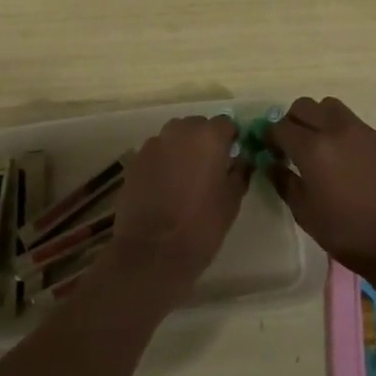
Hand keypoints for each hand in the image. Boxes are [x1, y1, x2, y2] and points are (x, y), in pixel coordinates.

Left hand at [109, 115, 249, 299]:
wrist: (152, 251)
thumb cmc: (201, 225)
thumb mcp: (232, 200)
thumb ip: (239, 172)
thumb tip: (240, 161)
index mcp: (208, 136)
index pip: (225, 124)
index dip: (230, 140)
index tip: (231, 159)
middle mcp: (180, 131)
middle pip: (197, 127)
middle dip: (204, 142)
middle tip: (208, 170)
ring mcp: (154, 144)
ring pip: (174, 138)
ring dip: (182, 150)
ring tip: (184, 180)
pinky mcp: (135, 160)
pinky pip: (156, 153)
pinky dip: (163, 163)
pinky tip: (164, 188)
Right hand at [265, 97, 375, 286]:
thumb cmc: (347, 234)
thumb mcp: (305, 214)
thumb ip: (284, 182)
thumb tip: (271, 163)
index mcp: (313, 149)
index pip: (281, 126)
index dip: (271, 136)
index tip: (271, 149)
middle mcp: (337, 130)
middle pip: (305, 106)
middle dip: (293, 120)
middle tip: (294, 144)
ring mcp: (366, 131)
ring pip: (333, 108)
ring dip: (320, 119)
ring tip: (324, 146)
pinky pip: (360, 127)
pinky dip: (348, 136)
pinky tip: (355, 164)